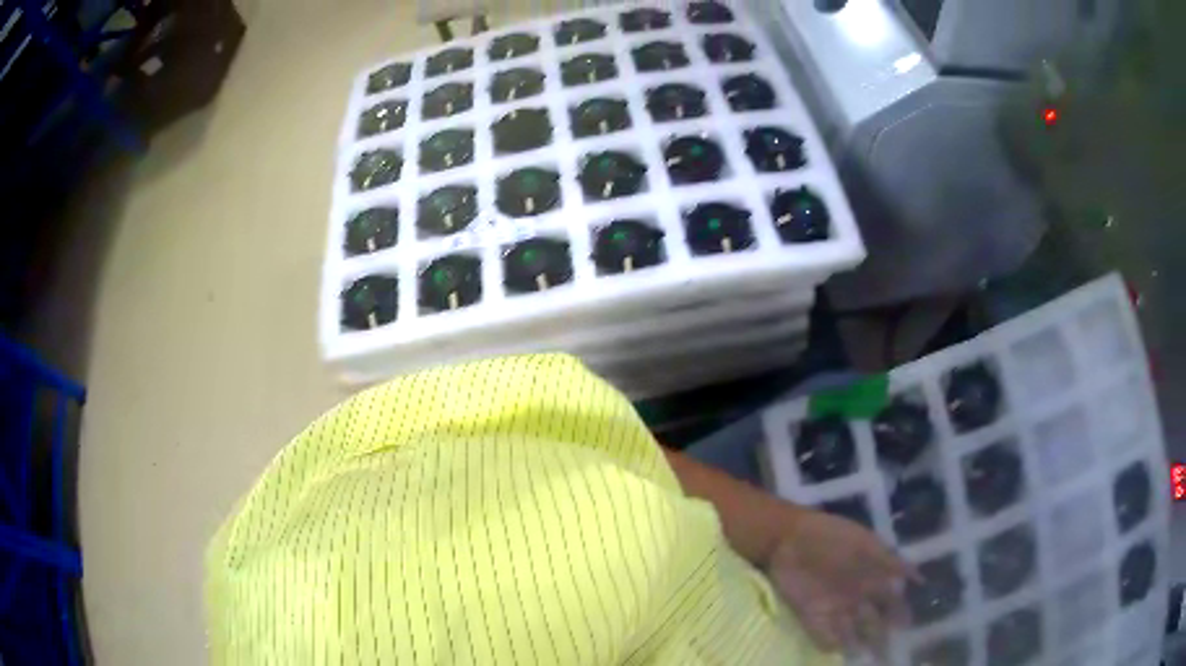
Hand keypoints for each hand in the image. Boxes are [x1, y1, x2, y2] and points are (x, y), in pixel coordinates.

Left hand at [764, 508, 914, 656]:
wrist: (790, 537)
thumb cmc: (831, 535)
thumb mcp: (866, 543)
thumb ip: (890, 560)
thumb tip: (918, 577)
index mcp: (870, 578)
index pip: (890, 601)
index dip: (899, 614)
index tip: (908, 627)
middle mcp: (854, 597)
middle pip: (871, 622)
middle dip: (880, 638)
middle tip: (888, 654)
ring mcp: (833, 607)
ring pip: (850, 632)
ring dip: (857, 645)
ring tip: (867, 658)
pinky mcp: (810, 614)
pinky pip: (822, 634)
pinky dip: (830, 643)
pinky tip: (837, 652)